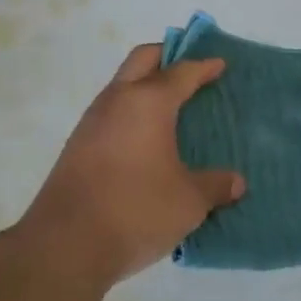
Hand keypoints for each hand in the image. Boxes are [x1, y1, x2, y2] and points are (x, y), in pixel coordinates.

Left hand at [1, 43, 245, 290]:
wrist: (65, 244)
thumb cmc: (136, 210)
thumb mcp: (188, 202)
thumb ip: (215, 186)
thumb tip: (235, 182)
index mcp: (148, 102)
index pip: (181, 72)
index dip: (203, 66)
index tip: (219, 65)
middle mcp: (116, 101)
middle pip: (143, 59)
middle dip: (167, 56)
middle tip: (191, 69)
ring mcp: (91, 122)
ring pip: (121, 85)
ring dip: (145, 85)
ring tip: (171, 106)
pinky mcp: (77, 146)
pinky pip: (111, 112)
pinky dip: (131, 112)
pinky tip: (145, 139)